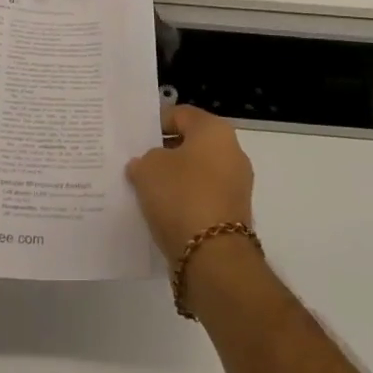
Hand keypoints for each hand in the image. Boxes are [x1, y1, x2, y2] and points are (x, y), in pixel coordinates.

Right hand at [125, 105, 255, 259]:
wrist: (213, 258)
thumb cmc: (181, 197)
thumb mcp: (148, 168)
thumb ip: (144, 159)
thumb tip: (146, 165)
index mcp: (214, 130)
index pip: (180, 114)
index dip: (155, 124)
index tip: (135, 139)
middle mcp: (232, 152)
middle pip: (191, 144)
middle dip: (165, 153)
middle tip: (138, 164)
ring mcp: (236, 185)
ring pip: (197, 173)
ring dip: (175, 180)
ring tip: (146, 191)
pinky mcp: (234, 215)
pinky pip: (203, 198)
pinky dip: (185, 203)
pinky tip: (163, 212)